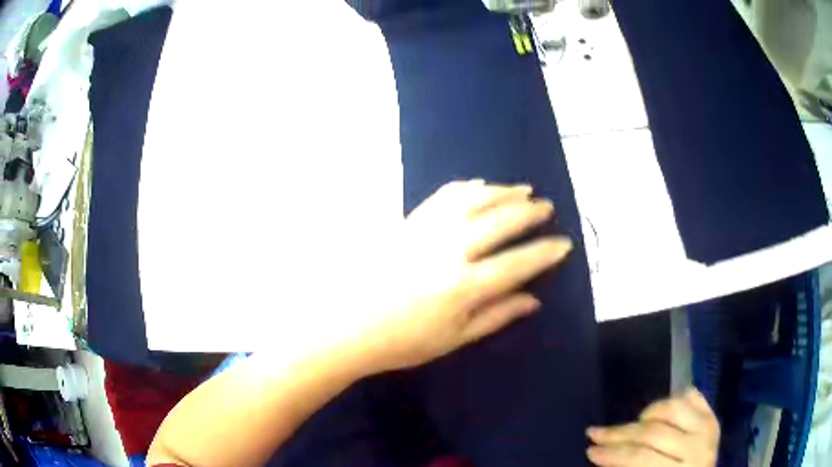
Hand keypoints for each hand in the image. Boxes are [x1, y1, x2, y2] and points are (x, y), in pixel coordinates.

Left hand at [349, 180, 571, 373]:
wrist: (348, 326)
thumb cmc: (403, 342)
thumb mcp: (455, 338)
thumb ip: (497, 315)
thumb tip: (533, 299)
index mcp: (464, 286)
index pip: (518, 262)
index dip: (545, 252)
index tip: (564, 243)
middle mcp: (449, 251)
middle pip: (499, 221)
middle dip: (529, 212)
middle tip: (547, 206)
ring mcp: (425, 231)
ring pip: (473, 200)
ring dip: (502, 191)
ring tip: (523, 189)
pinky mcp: (407, 223)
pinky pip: (442, 197)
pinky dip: (466, 188)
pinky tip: (480, 185)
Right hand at [587, 388, 719, 466]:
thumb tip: (605, 454)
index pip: (641, 458)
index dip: (612, 454)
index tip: (590, 450)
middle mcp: (697, 448)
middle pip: (653, 433)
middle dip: (619, 434)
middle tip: (596, 433)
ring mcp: (707, 428)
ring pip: (673, 408)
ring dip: (646, 414)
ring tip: (633, 423)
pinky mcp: (712, 416)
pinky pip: (691, 396)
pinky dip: (672, 399)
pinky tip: (659, 412)